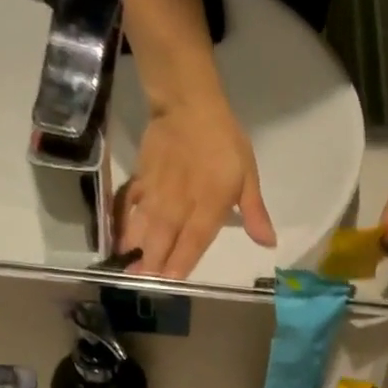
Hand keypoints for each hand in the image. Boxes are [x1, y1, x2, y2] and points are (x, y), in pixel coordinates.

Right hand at [119, 92, 275, 278]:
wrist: (189, 105)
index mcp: (208, 206)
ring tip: (126, 267)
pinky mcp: (142, 179)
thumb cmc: (224, 142)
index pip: (193, 242)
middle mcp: (179, 204)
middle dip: (152, 262)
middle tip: (142, 282)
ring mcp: (157, 192)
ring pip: (143, 225)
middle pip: (163, 239)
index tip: (170, 282)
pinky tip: (117, 236)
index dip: (181, 263)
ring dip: (135, 248)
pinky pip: (129, 204)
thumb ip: (255, 212)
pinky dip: (123, 221)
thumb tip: (269, 243)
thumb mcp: (248, 176)